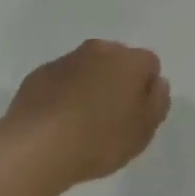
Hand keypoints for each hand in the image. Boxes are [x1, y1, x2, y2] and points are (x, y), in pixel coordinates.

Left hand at [4, 40, 169, 189]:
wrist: (37, 145)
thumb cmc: (99, 139)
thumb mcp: (142, 131)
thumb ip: (157, 102)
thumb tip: (156, 83)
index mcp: (128, 60)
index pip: (149, 63)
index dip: (147, 88)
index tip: (138, 114)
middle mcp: (98, 50)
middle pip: (117, 60)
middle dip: (118, 81)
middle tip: (113, 118)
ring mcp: (66, 59)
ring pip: (87, 67)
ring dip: (90, 86)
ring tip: (83, 124)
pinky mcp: (40, 73)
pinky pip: (61, 80)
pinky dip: (64, 94)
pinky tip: (59, 122)